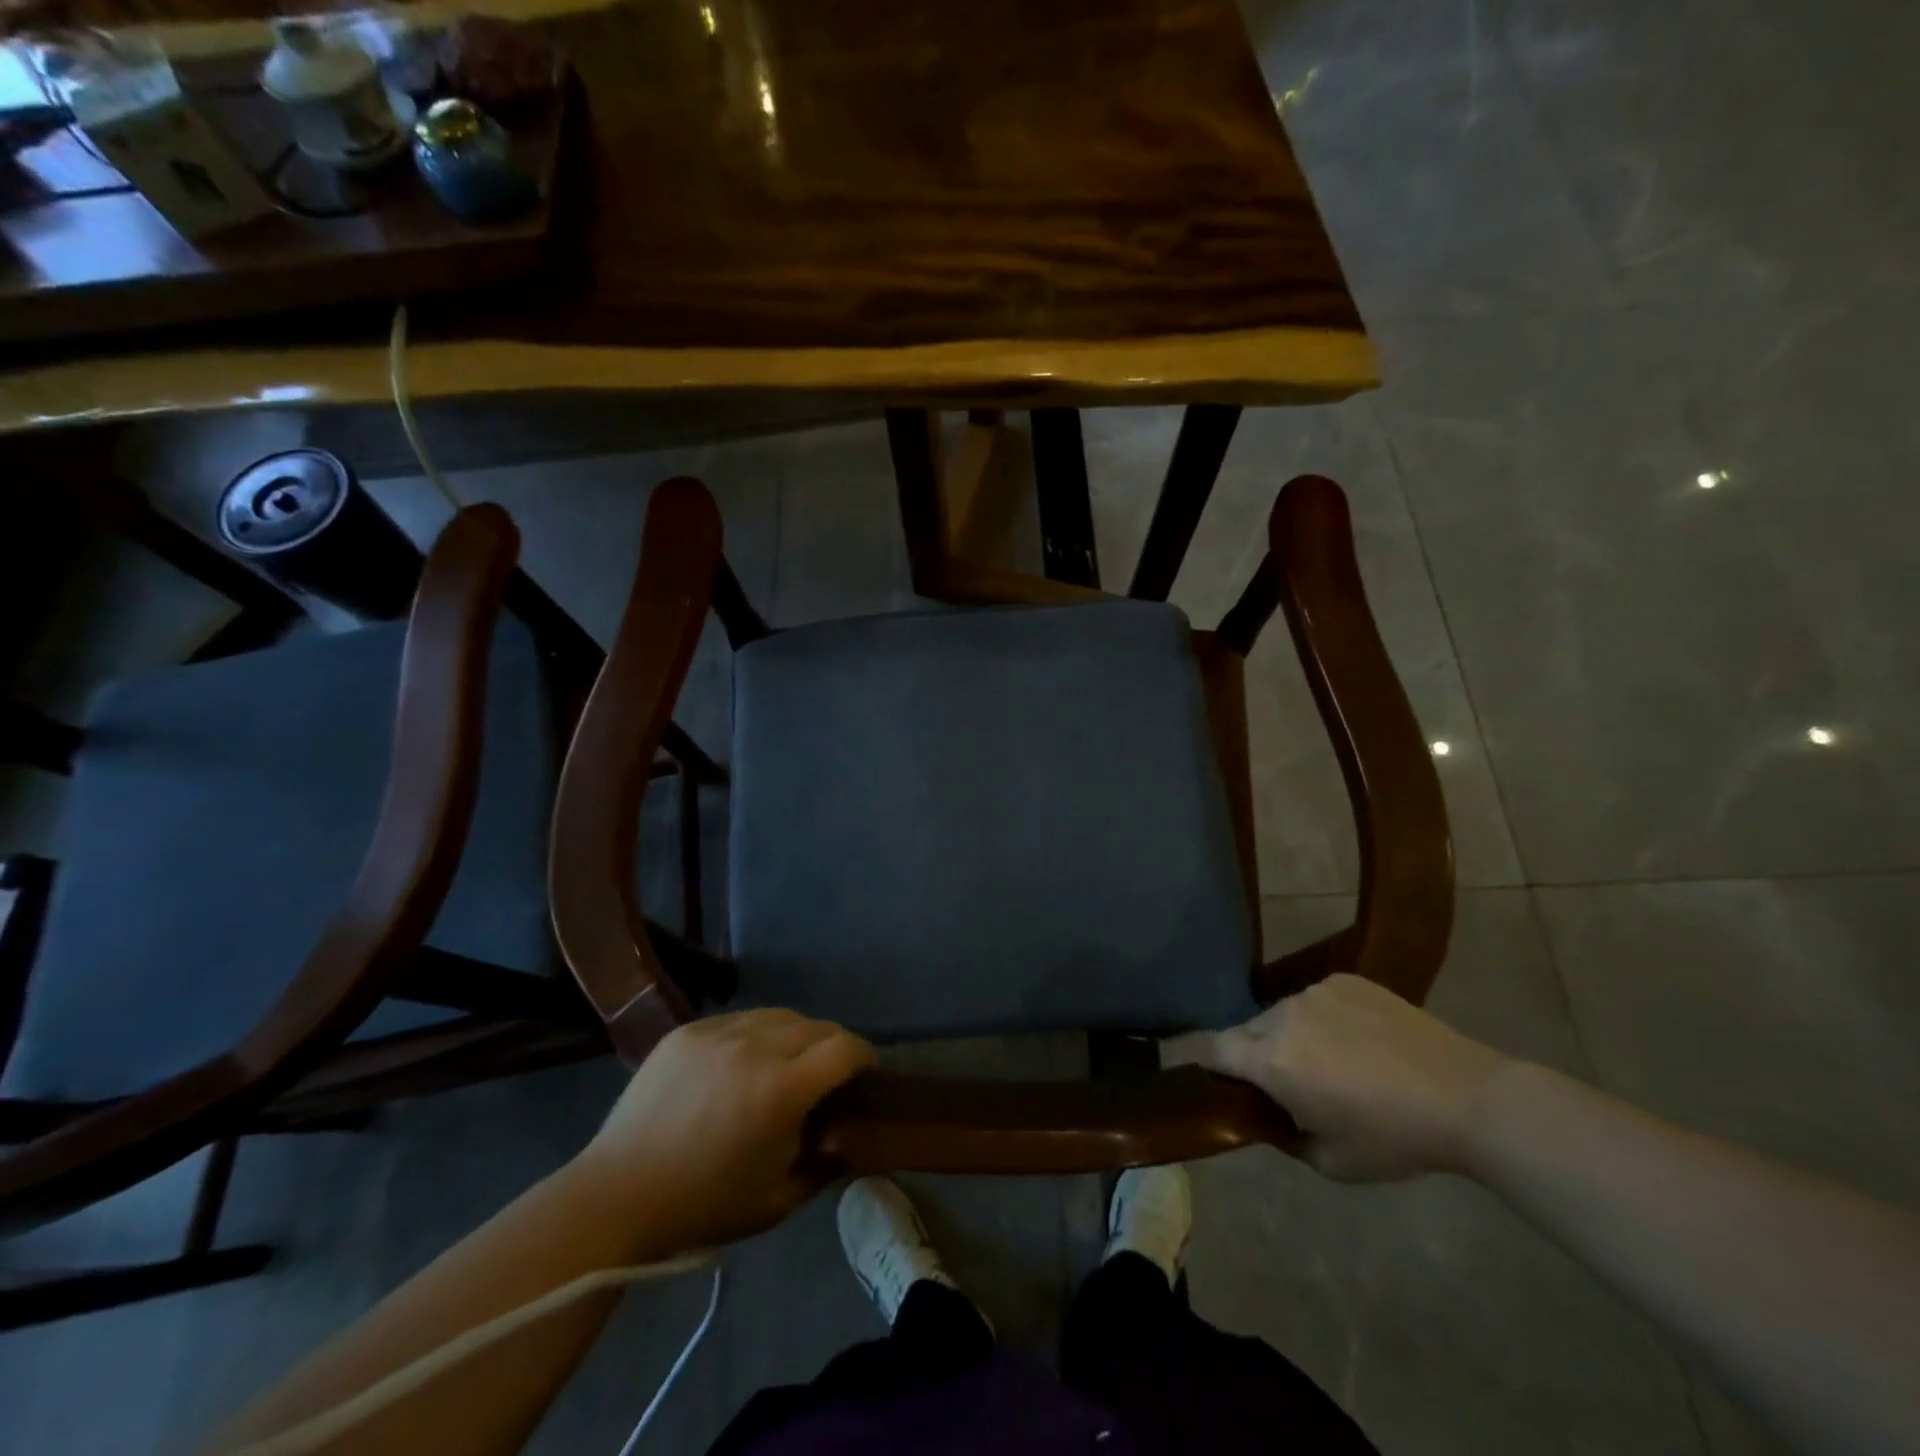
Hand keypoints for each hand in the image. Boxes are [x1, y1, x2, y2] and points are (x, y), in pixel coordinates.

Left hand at [569, 1009, 875, 1252]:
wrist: (616, 1196)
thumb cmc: (704, 1206)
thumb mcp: (779, 1200)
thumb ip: (826, 1164)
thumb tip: (849, 1138)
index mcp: (781, 1090)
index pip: (845, 1049)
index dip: (865, 1057)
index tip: (865, 1074)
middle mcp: (755, 1047)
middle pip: (817, 1026)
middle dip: (833, 1047)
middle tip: (826, 1076)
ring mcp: (718, 1032)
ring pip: (780, 1015)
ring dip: (795, 1036)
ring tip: (785, 1063)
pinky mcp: (688, 1030)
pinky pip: (739, 1019)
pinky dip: (754, 1035)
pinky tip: (741, 1064)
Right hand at [1167, 974, 1512, 1181]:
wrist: (1467, 1098)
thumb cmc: (1395, 1139)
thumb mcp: (1332, 1162)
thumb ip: (1284, 1136)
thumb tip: (1269, 1116)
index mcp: (1273, 1061)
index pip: (1212, 1050)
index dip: (1208, 1065)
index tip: (1220, 1081)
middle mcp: (1283, 1016)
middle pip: (1248, 1031)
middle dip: (1257, 1055)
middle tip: (1290, 1083)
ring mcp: (1316, 992)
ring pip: (1284, 1014)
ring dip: (1292, 1036)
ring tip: (1333, 1062)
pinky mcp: (1346, 980)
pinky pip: (1317, 1000)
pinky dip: (1324, 1019)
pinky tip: (1360, 1041)